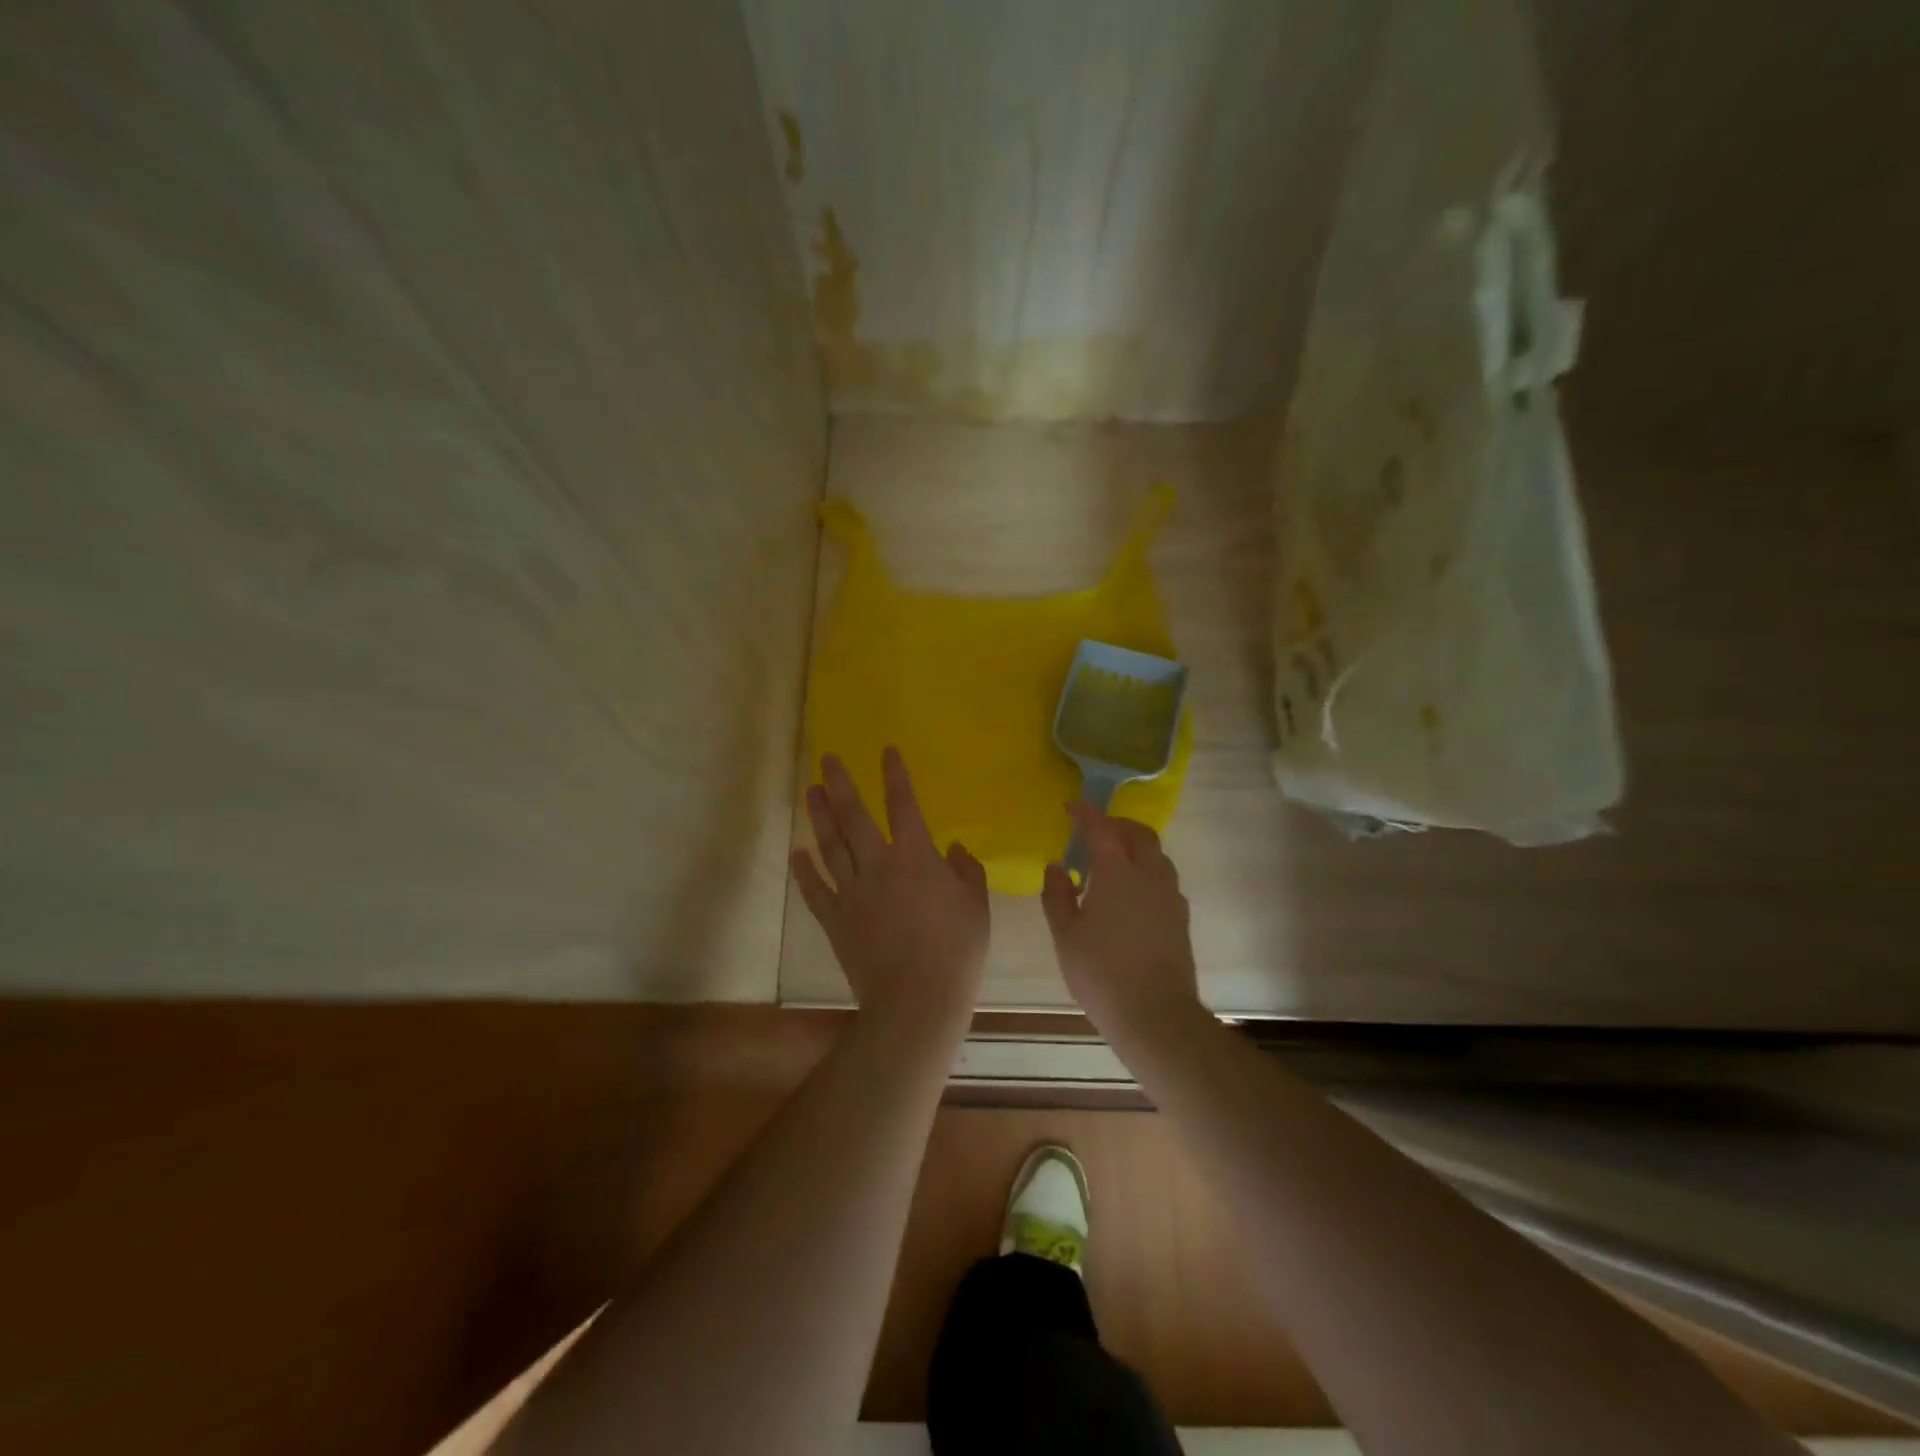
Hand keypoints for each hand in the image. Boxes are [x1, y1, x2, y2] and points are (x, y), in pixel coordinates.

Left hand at [792, 748, 988, 1034]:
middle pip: (854, 817)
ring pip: (830, 845)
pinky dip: (804, 871)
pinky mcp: (836, 919)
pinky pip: (815, 890)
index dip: (895, 775)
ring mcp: (852, 892)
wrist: (916, 998)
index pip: (903, 805)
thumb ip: (967, 870)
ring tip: (811, 791)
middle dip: (840, 784)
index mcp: (915, 857)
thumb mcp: (976, 905)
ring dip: (819, 816)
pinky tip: (797, 853)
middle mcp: (877, 865)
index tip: (886, 751)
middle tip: (827, 759)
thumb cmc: (956, 949)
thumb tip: (956, 847)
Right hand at [1041, 804, 1200, 1039]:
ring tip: (1110, 864)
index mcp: (1117, 873)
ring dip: (1134, 848)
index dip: (1085, 813)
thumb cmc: (1101, 972)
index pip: (1101, 829)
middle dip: (1116, 825)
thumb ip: (1057, 895)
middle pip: (1139, 834)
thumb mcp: (1066, 935)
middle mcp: (1149, 875)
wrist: (1155, 1014)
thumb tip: (1057, 867)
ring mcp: (1170, 896)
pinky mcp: (1180, 918)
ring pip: (1156, 855)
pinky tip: (1129, 895)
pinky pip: (1162, 879)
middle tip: (1094, 833)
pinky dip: (1145, 872)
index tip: (1071, 807)